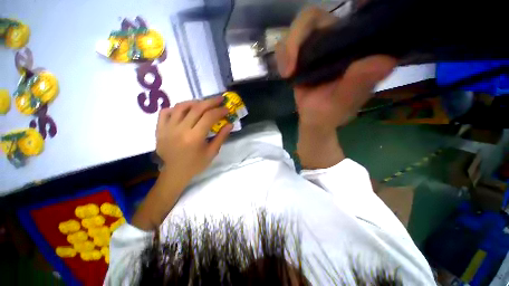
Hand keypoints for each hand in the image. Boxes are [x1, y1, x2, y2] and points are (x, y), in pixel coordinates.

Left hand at [156, 97, 232, 184]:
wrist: (174, 172)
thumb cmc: (196, 164)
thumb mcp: (212, 152)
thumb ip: (221, 137)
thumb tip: (230, 124)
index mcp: (194, 137)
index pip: (209, 117)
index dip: (219, 111)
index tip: (227, 109)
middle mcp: (180, 129)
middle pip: (197, 108)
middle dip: (210, 102)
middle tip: (219, 99)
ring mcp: (167, 128)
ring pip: (181, 107)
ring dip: (194, 102)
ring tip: (203, 103)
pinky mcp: (159, 129)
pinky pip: (166, 112)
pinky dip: (176, 108)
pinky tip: (184, 111)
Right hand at [276, 7, 396, 131]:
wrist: (313, 119)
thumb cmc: (331, 113)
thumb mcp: (345, 102)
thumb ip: (359, 84)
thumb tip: (383, 62)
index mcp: (355, 48)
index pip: (350, 18)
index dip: (342, 10)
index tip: (327, 25)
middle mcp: (337, 41)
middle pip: (315, 17)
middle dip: (297, 39)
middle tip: (290, 68)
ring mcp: (317, 46)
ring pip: (299, 29)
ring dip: (287, 50)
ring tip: (287, 74)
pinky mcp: (302, 55)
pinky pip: (287, 44)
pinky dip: (282, 56)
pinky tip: (285, 74)